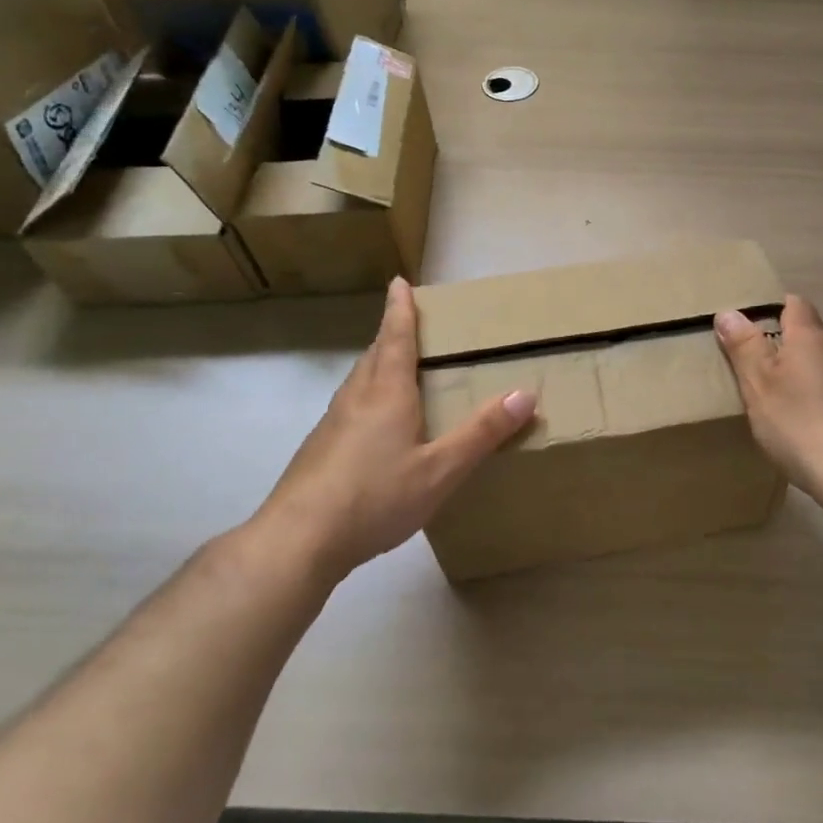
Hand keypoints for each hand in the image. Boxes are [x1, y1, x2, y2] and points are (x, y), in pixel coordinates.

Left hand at [255, 277, 536, 579]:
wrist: (296, 541)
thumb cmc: (375, 496)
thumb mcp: (441, 469)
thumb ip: (483, 432)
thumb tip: (526, 393)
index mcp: (387, 392)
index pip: (396, 337)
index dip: (400, 309)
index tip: (399, 281)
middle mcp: (357, 398)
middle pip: (375, 353)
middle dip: (392, 333)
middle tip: (410, 322)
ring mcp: (332, 424)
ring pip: (359, 380)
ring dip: (378, 363)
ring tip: (397, 367)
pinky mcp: (319, 450)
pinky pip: (350, 406)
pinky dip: (368, 395)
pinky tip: (376, 424)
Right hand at [714, 295, 822, 511]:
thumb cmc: (799, 422)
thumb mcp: (758, 384)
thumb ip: (744, 347)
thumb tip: (729, 312)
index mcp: (810, 337)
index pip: (794, 304)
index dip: (772, 307)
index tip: (749, 324)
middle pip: (808, 333)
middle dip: (783, 343)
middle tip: (753, 362)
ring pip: (821, 363)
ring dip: (800, 372)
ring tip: (775, 395)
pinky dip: (816, 396)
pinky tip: (802, 422)